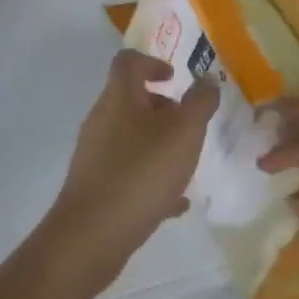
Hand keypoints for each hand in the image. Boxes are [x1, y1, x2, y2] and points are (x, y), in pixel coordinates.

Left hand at [45, 50, 219, 288]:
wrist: (91, 237)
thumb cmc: (142, 172)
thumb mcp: (185, 132)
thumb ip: (200, 102)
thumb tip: (207, 79)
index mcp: (120, 97)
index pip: (129, 61)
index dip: (152, 62)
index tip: (175, 79)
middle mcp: (102, 119)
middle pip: (131, 99)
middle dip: (163, 108)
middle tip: (189, 125)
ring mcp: (95, 154)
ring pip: (131, 137)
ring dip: (158, 143)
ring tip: (185, 165)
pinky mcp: (95, 186)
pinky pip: (127, 172)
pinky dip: (151, 177)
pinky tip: (175, 203)